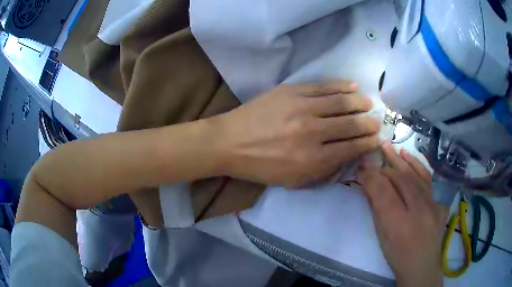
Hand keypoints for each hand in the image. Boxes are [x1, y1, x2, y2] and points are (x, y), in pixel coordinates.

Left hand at [214, 80, 379, 187]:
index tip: (376, 138)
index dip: (367, 143)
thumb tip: (348, 154)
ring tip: (368, 102)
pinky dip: (341, 85)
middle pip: (351, 124)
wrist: (229, 142)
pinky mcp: (291, 90)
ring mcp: (302, 107)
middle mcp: (312, 132)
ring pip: (341, 102)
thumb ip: (323, 170)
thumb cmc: (261, 166)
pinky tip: (352, 85)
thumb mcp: (293, 181)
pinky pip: (323, 86)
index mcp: (313, 159)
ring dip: (359, 102)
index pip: (351, 148)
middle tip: (377, 121)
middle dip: (368, 123)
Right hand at [359, 143, 448, 286]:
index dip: (371, 176)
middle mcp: (419, 211)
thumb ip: (377, 209)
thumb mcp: (382, 236)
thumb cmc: (397, 255)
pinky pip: (429, 180)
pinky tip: (409, 157)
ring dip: (400, 160)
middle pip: (401, 180)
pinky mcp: (440, 203)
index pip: (383, 192)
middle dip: (384, 165)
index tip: (361, 166)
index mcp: (399, 224)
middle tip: (373, 152)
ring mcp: (433, 205)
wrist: (422, 266)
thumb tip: (369, 184)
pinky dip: (418, 166)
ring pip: (416, 176)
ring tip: (389, 146)